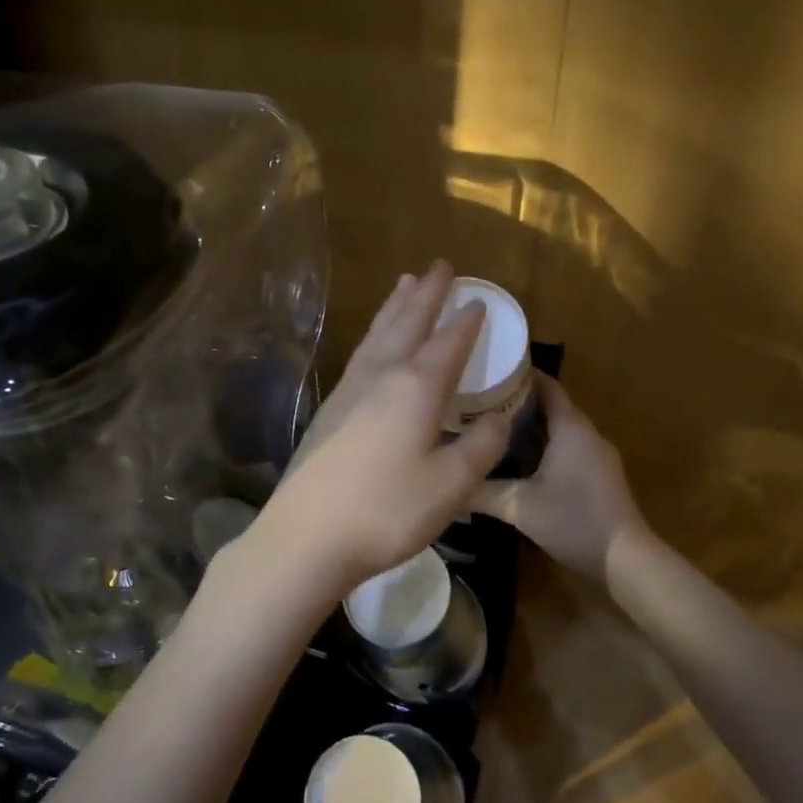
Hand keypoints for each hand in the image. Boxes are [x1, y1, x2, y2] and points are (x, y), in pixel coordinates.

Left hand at [251, 261, 510, 594]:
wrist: (306, 536)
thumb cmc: (386, 510)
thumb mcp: (450, 485)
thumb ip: (481, 447)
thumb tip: (497, 419)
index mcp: (415, 387)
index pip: (448, 342)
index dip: (466, 320)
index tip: (478, 299)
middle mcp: (381, 376)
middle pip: (407, 323)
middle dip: (426, 294)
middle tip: (439, 266)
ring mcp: (349, 391)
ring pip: (378, 334)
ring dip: (395, 307)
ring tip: (405, 283)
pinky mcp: (329, 410)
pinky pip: (361, 354)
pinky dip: (375, 334)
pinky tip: (374, 343)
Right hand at [471, 376, 645, 577]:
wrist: (625, 559)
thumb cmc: (573, 520)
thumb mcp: (519, 506)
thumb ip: (480, 493)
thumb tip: (444, 485)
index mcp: (570, 427)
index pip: (545, 385)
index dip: (519, 374)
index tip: (488, 370)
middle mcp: (585, 433)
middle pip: (550, 405)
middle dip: (516, 399)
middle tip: (478, 399)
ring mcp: (595, 454)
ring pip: (557, 428)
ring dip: (528, 424)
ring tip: (489, 425)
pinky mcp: (597, 475)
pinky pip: (566, 447)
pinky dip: (541, 444)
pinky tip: (515, 458)